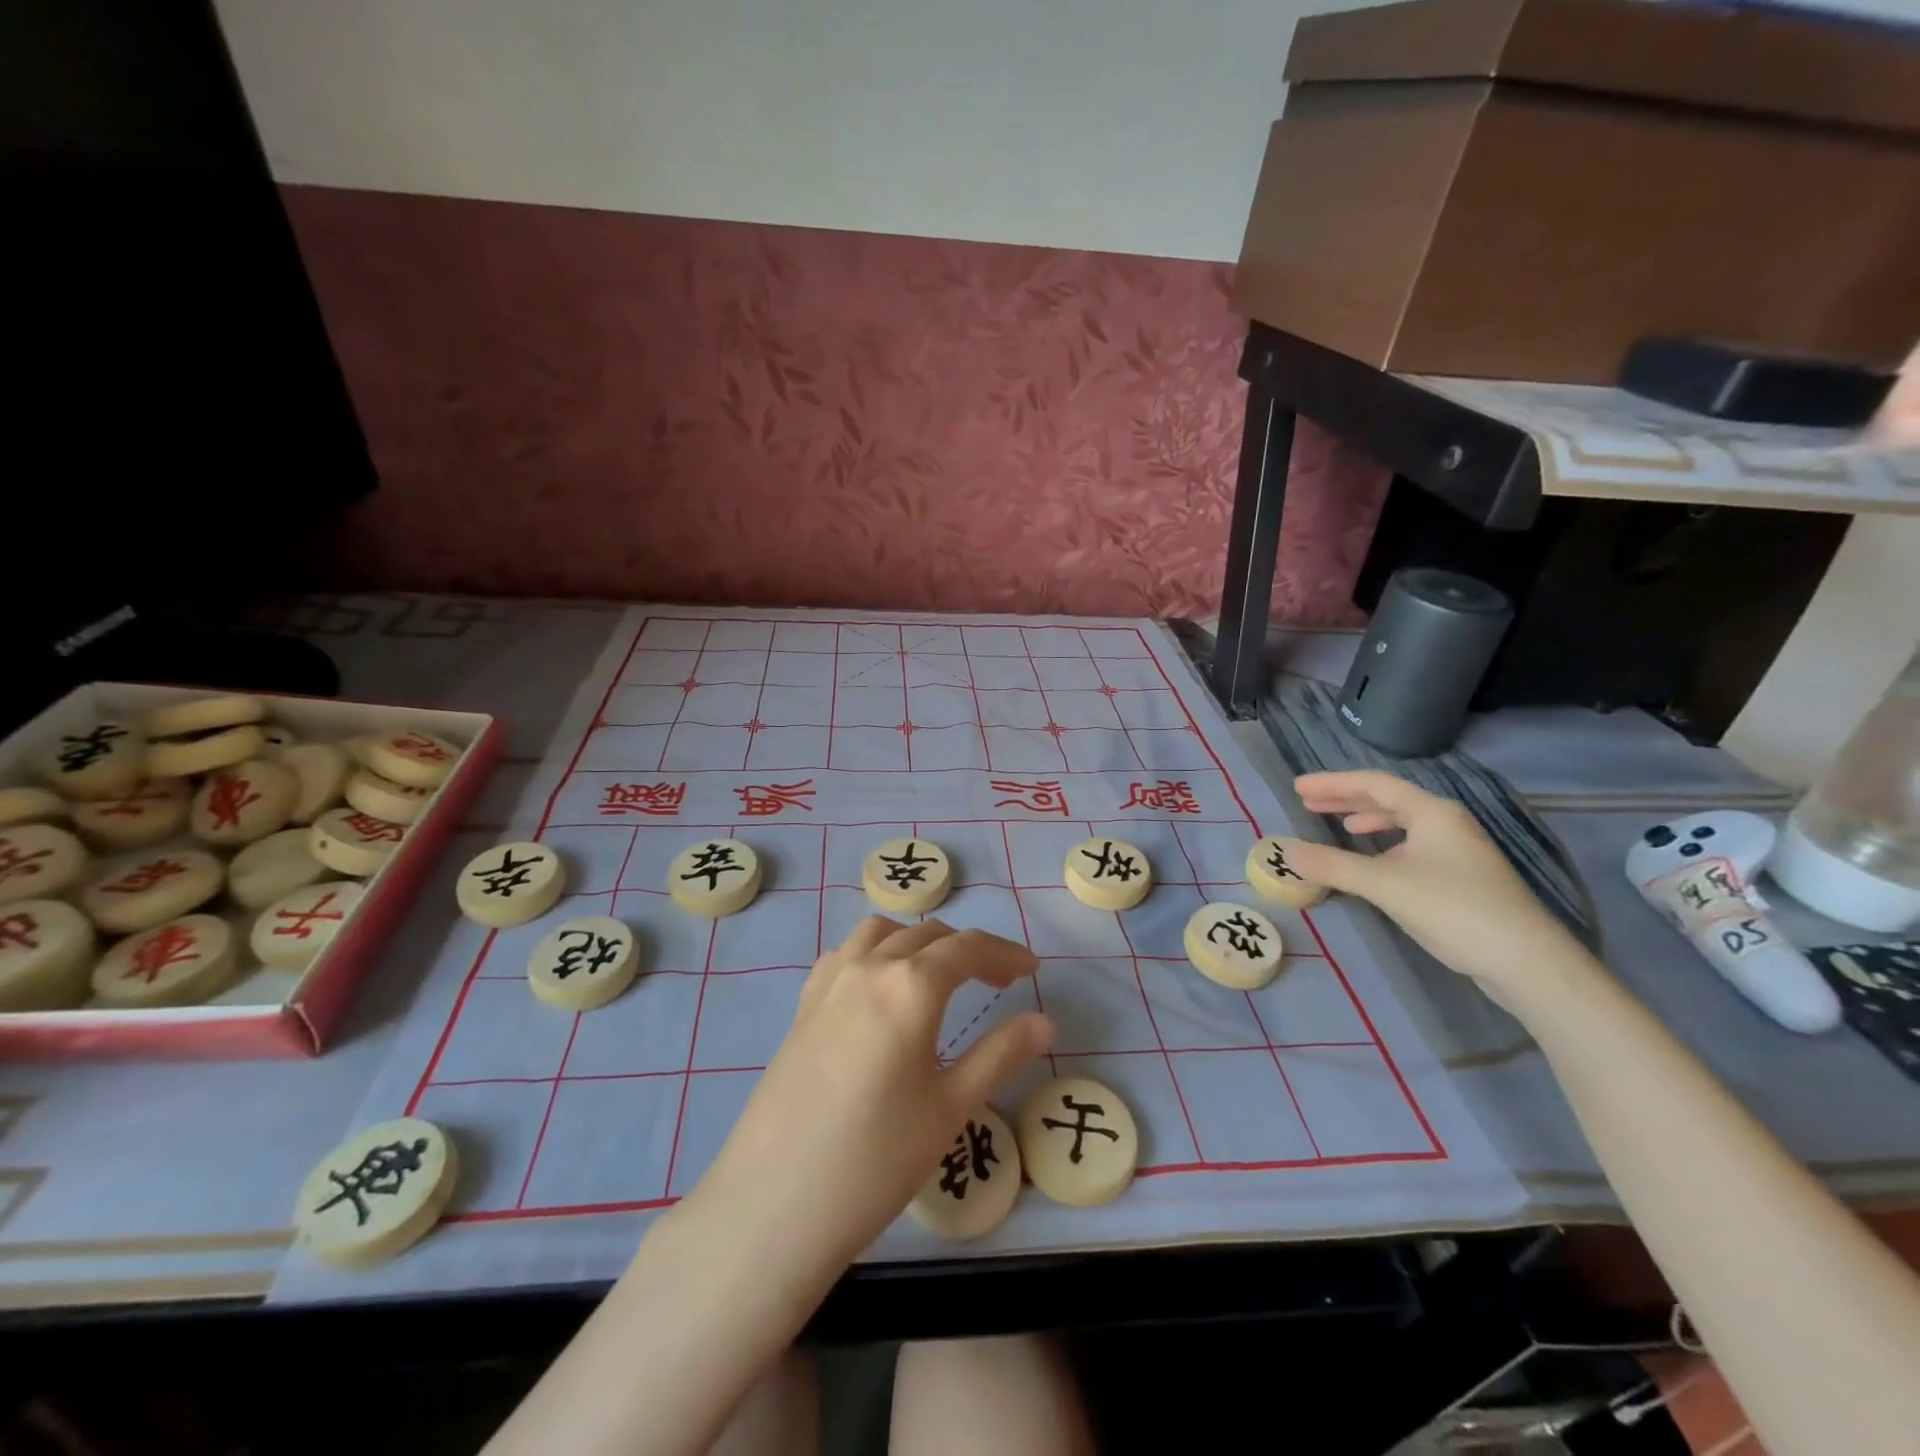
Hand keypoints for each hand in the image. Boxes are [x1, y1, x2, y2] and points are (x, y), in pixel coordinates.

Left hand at [690, 916, 1050, 1274]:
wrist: (774, 1202)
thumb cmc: (876, 1158)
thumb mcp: (951, 1108)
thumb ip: (1000, 1054)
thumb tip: (1043, 1022)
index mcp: (911, 985)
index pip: (968, 947)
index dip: (1005, 953)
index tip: (1032, 971)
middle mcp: (869, 967)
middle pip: (927, 935)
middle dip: (968, 950)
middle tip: (998, 983)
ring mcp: (829, 982)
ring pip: (882, 933)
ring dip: (918, 942)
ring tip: (938, 977)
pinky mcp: (803, 1006)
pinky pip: (846, 955)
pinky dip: (876, 953)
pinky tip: (879, 991)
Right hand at [1282, 770, 1580, 991]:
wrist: (1526, 961)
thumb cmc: (1453, 908)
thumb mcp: (1384, 884)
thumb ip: (1332, 865)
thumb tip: (1285, 851)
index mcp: (1431, 812)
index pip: (1373, 783)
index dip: (1332, 782)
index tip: (1298, 786)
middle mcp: (1446, 822)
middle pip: (1388, 799)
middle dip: (1346, 799)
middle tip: (1308, 802)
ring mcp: (1458, 850)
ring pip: (1403, 823)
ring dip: (1367, 820)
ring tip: (1340, 826)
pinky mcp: (1462, 877)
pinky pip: (1412, 845)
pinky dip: (1385, 845)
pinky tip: (1375, 861)